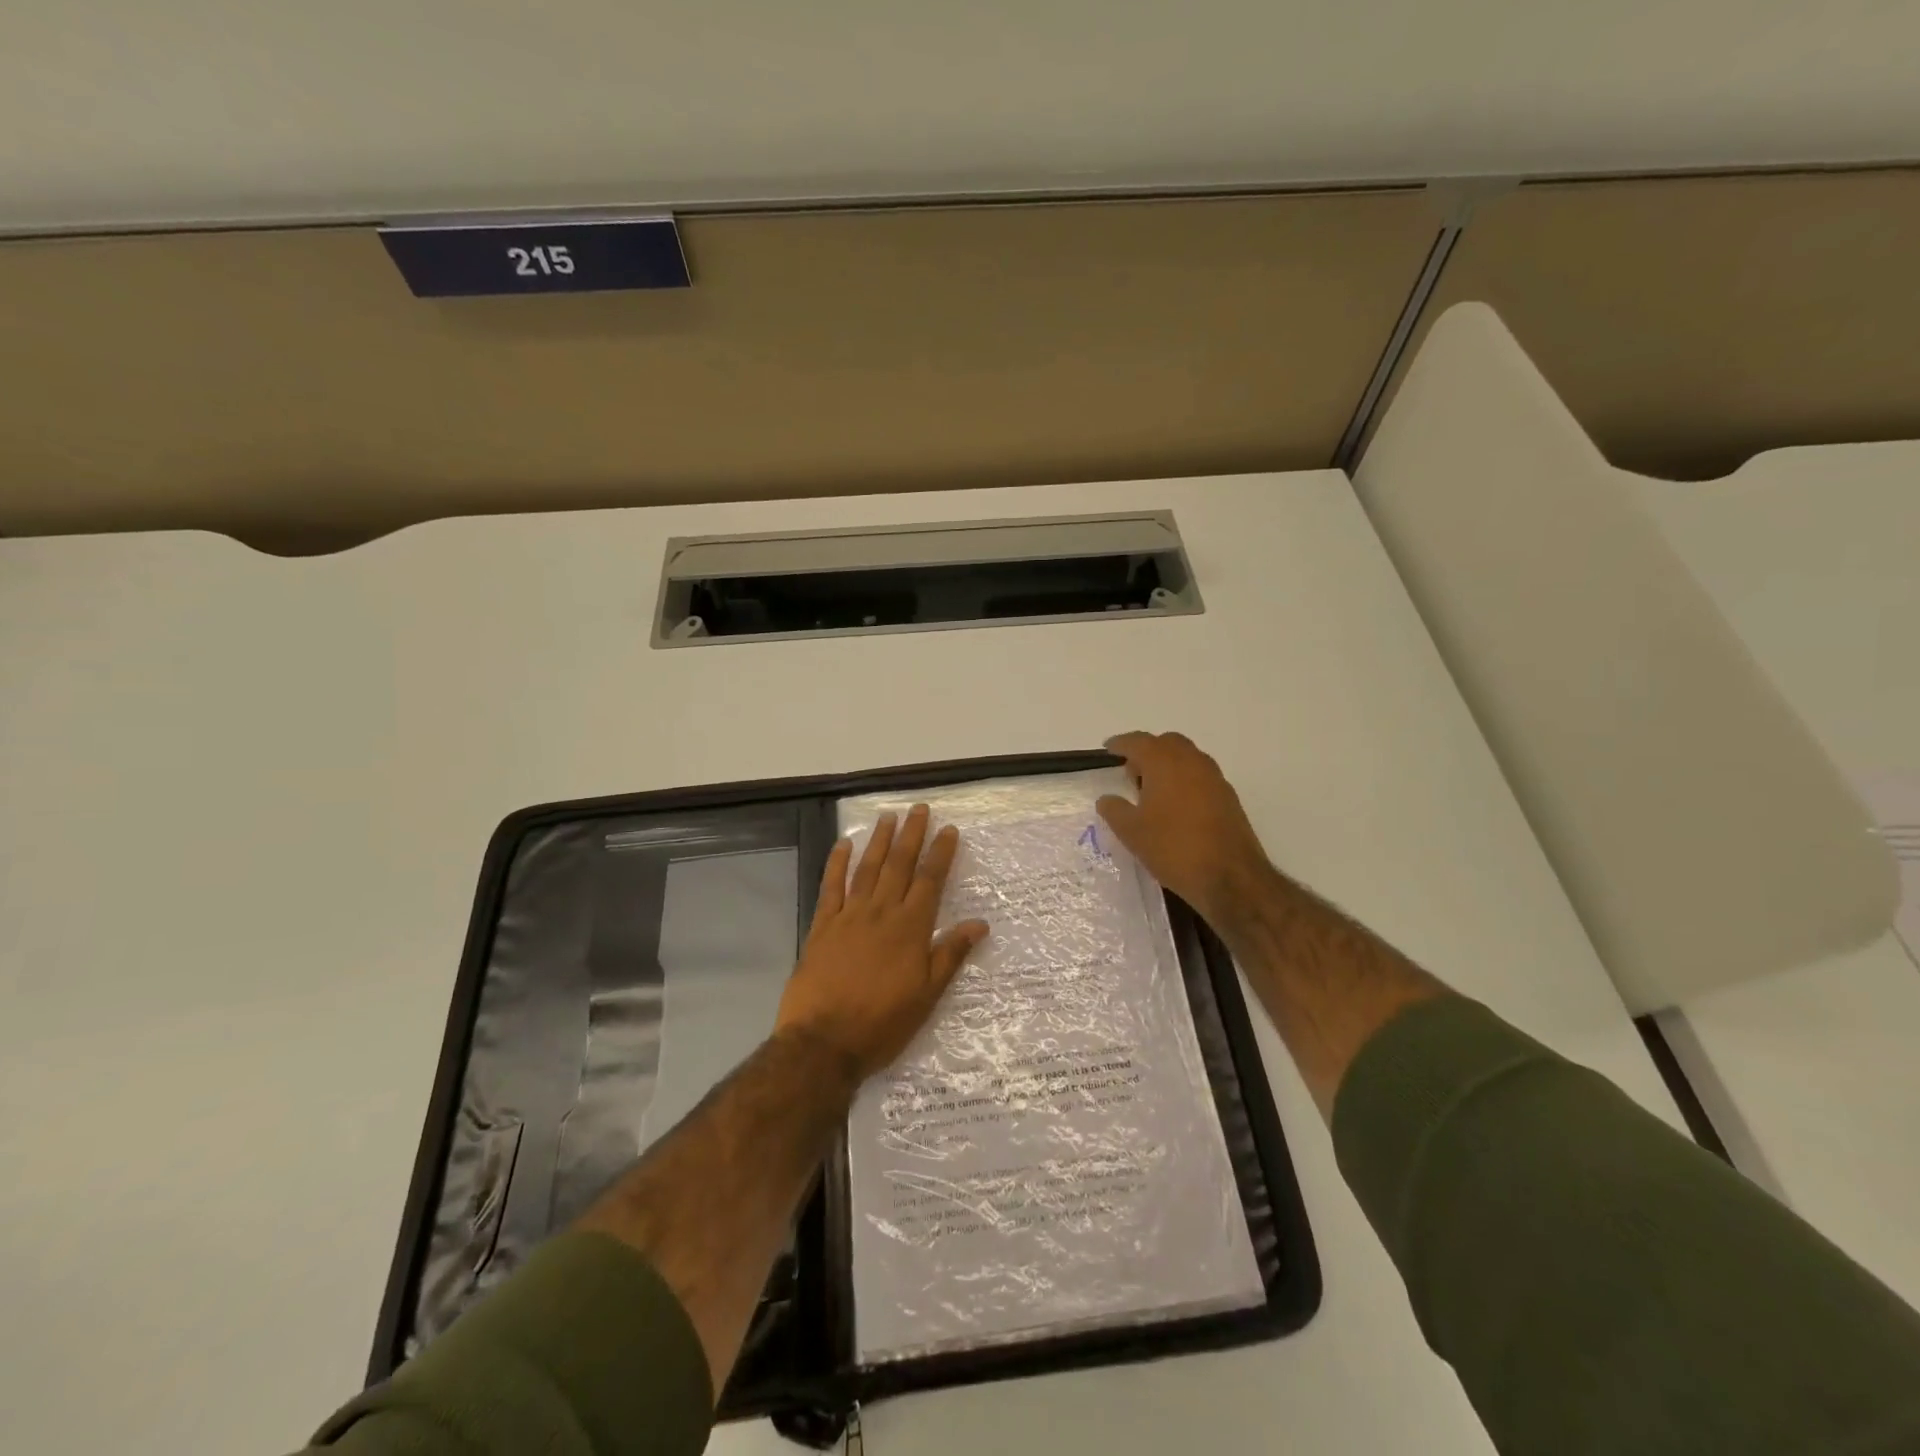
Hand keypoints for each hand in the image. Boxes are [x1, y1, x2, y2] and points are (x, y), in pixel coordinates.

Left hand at [774, 805, 989, 1083]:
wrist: (823, 1043)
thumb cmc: (882, 1023)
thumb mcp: (927, 995)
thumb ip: (950, 954)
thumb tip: (980, 924)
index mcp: (910, 928)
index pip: (930, 881)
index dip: (940, 853)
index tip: (948, 829)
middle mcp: (881, 913)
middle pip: (899, 865)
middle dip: (911, 835)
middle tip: (919, 809)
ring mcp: (849, 916)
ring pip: (867, 869)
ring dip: (879, 841)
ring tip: (888, 817)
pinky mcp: (822, 926)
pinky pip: (830, 887)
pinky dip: (837, 863)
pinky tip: (843, 845)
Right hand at [1096, 731, 1275, 925]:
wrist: (1230, 877)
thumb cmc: (1173, 847)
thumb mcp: (1131, 832)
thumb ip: (1114, 810)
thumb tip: (1107, 798)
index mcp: (1165, 762)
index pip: (1138, 741)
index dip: (1121, 744)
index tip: (1108, 750)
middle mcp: (1192, 761)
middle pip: (1166, 743)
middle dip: (1147, 752)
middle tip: (1131, 773)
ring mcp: (1214, 778)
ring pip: (1187, 758)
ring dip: (1168, 766)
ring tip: (1151, 792)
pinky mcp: (1228, 797)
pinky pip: (1200, 777)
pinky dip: (1184, 781)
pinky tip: (1175, 807)